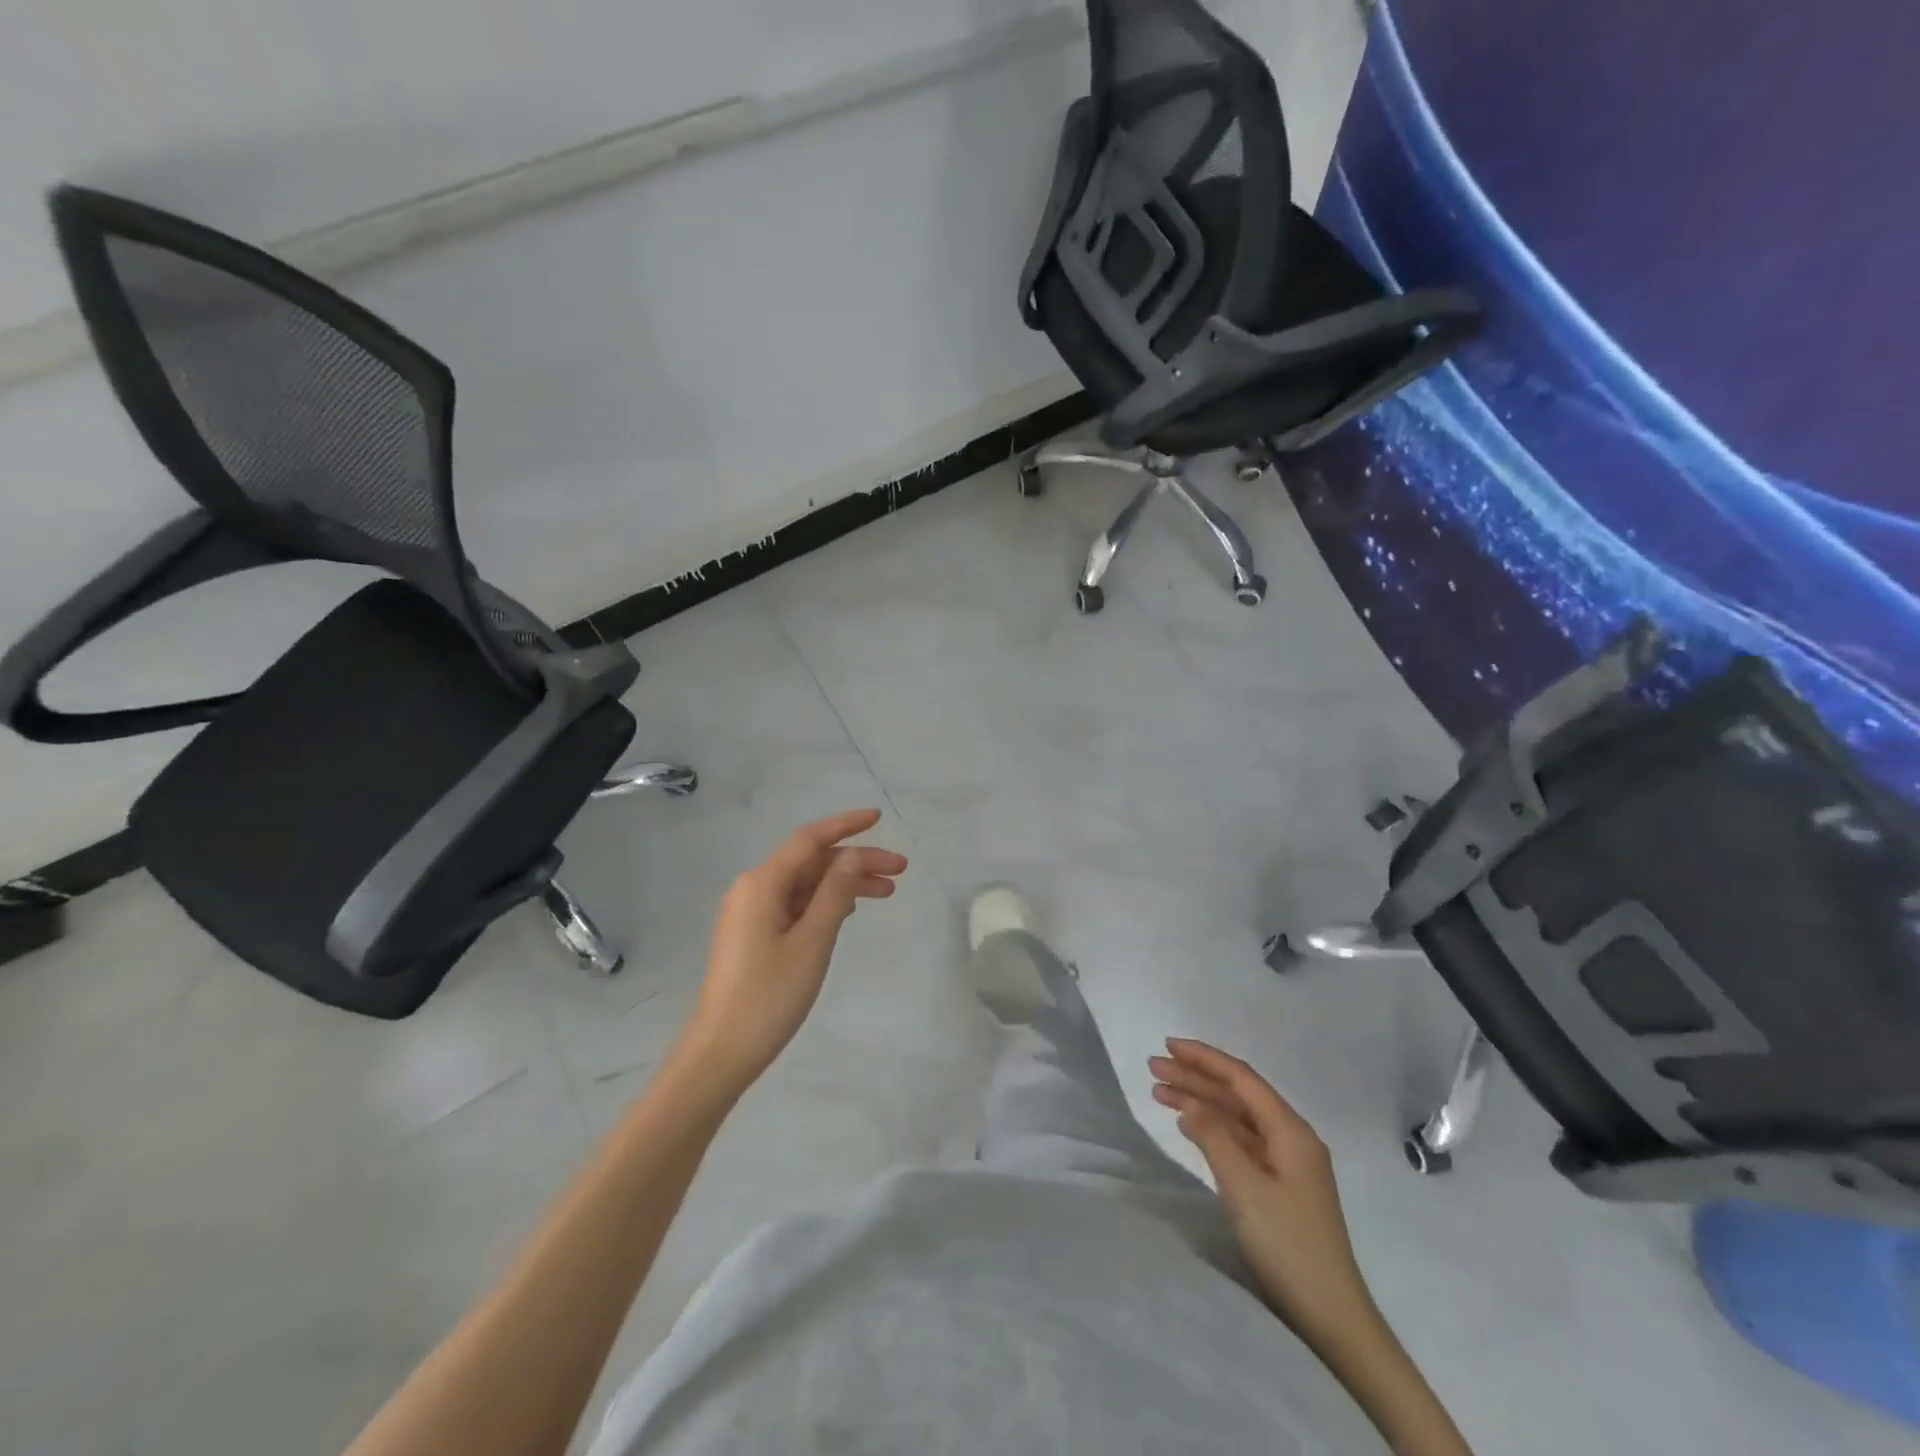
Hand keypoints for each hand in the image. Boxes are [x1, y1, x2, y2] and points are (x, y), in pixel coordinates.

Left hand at [673, 810, 906, 1097]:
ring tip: (887, 892)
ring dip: (845, 883)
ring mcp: (751, 912)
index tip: (879, 818)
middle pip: (812, 861)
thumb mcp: (812, 941)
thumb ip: (835, 893)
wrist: (721, 1051)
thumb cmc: (769, 996)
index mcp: (763, 883)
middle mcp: (754, 888)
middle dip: (856, 860)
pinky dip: (826, 902)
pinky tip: (851, 910)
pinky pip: (796, 904)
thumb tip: (852, 856)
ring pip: (806, 883)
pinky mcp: (754, 934)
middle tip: (900, 870)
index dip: (846, 825)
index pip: (810, 839)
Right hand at [1149, 1039, 1381, 1355]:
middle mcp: (1292, 1138)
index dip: (1204, 1058)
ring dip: (1200, 1101)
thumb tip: (1189, 1103)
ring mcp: (1287, 1163)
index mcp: (1291, 1131)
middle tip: (1153, 1067)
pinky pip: (1240, 1141)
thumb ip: (1214, 1137)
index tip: (1168, 1045)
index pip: (1241, 1079)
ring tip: (1159, 1092)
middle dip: (1196, 1077)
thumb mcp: (1244, 1187)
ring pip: (1236, 1118)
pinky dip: (1212, 1129)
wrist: (1330, 1317)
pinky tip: (1188, 1125)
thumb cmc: (1287, 1245)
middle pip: (1238, 1095)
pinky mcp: (1280, 1186)